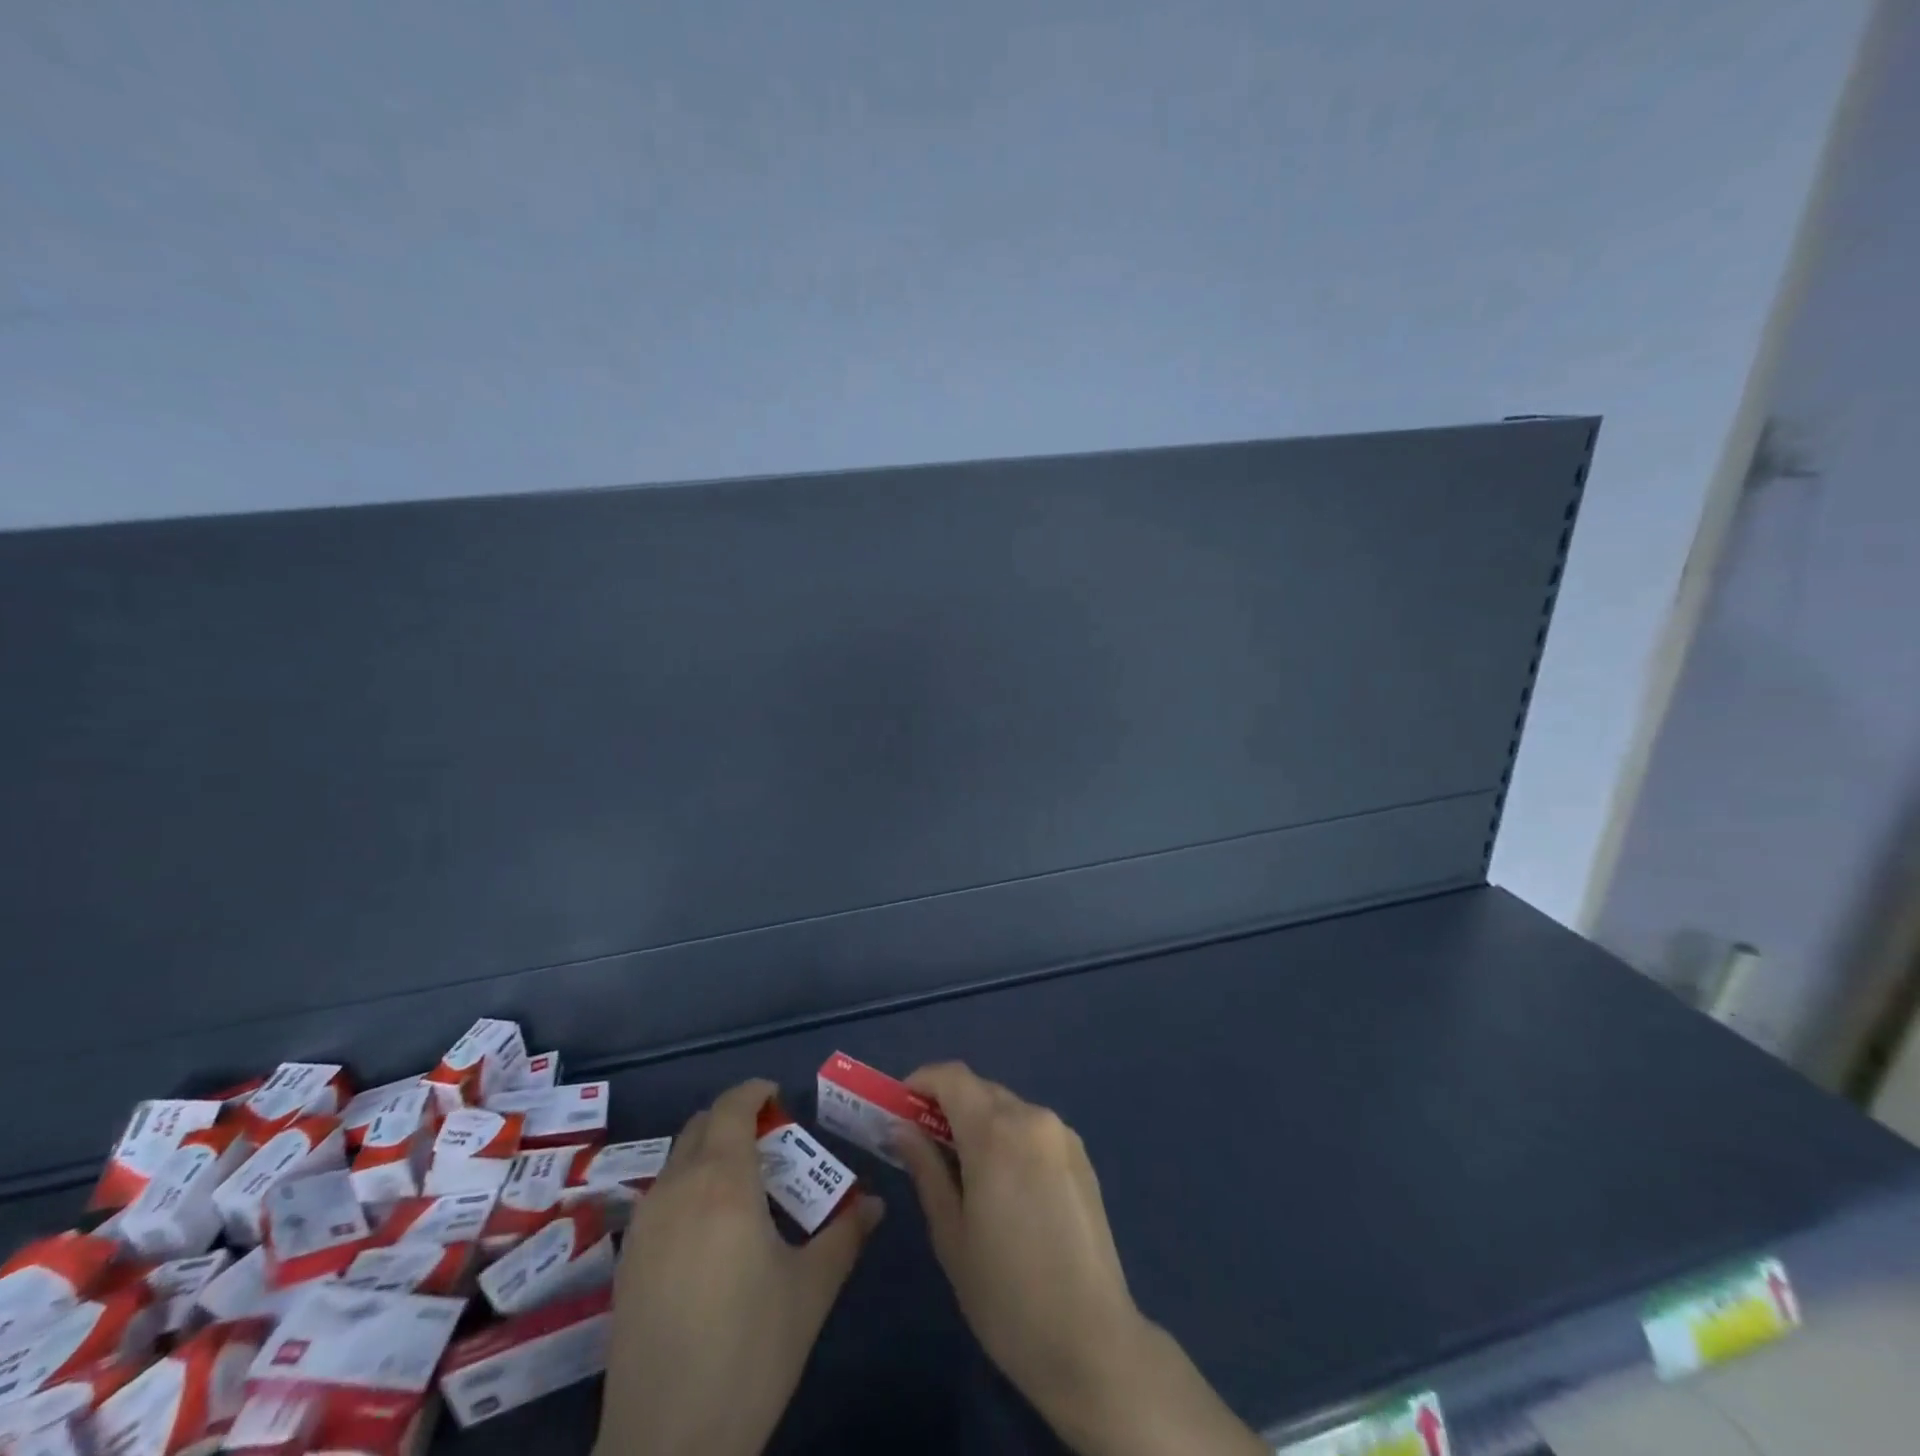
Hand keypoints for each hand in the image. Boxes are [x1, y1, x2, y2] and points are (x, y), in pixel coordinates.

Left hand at [596, 1078, 883, 1455]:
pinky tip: (708, 1236)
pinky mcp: (625, 1262)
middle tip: (770, 1146)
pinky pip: (660, 1198)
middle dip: (733, 1121)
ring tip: (743, 1192)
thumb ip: (846, 1234)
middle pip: (700, 1126)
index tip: (779, 1098)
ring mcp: (644, 1226)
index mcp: (723, 1181)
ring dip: (708, 1155)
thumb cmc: (749, 1351)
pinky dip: (686, 1190)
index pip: (732, 1107)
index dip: (754, 1092)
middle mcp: (677, 1188)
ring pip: (676, 1161)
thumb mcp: (811, 1290)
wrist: (665, 1445)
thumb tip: (877, 1203)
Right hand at [897, 1063, 1263, 1455]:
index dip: (922, 1082)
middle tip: (923, 1145)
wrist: (1092, 1342)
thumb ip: (926, 1169)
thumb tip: (901, 1129)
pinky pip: (1034, 1129)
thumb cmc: (1007, 1295)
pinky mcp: (1082, 1157)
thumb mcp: (951, 1234)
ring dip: (980, 1123)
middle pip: (981, 1090)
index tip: (900, 1109)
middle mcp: (1033, 1118)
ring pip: (1008, 1109)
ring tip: (963, 1172)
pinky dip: (1009, 1138)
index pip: (952, 1076)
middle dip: (948, 1106)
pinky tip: (1005, 1187)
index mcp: (996, 1131)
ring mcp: (1063, 1135)